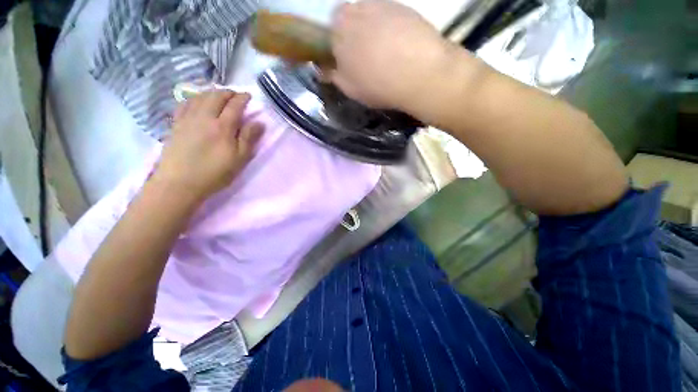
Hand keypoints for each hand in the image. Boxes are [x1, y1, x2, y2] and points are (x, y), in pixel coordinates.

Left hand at [154, 90, 263, 201]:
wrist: (180, 183)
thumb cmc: (215, 172)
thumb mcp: (239, 159)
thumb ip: (249, 138)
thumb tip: (259, 122)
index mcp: (223, 126)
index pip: (235, 105)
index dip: (243, 98)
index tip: (249, 96)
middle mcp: (204, 117)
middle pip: (216, 96)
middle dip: (228, 93)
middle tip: (235, 95)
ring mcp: (187, 119)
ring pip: (200, 97)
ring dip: (212, 93)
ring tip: (219, 95)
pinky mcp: (176, 124)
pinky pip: (185, 104)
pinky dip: (194, 98)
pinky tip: (197, 101)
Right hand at [329, 0, 450, 110]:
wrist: (419, 73)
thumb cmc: (378, 84)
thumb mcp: (350, 88)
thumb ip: (334, 76)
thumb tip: (326, 69)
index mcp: (338, 30)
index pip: (329, 31)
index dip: (337, 45)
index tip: (346, 59)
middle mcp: (356, 9)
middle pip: (349, 18)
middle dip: (353, 34)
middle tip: (366, 56)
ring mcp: (381, 4)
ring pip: (369, 15)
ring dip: (372, 29)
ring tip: (385, 52)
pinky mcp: (403, 6)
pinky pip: (389, 15)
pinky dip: (390, 27)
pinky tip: (399, 45)